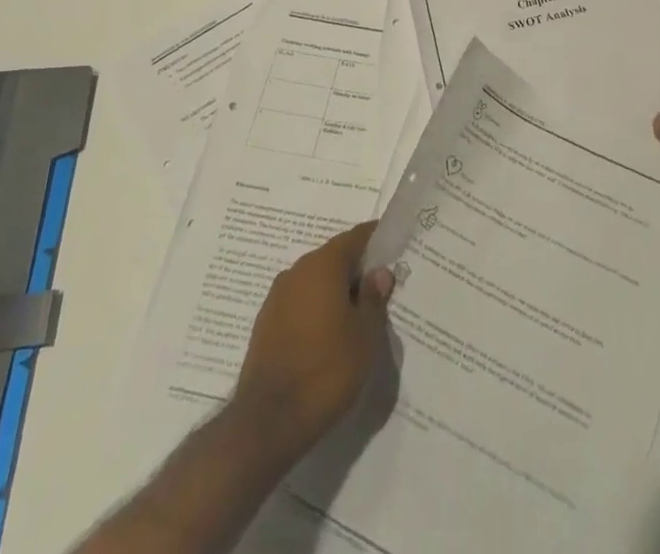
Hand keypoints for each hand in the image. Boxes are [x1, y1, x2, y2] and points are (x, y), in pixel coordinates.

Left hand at [232, 222, 395, 461]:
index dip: (376, 240)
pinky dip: (316, 308)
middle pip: (334, 257)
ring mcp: (277, 296)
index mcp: (323, 265)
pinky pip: (299, 302)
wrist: (268, 421)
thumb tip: (379, 272)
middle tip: (380, 288)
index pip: (355, 237)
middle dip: (356, 269)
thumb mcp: (365, 336)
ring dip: (335, 290)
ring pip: (315, 281)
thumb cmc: (326, 370)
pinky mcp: (266, 322)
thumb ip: (374, 298)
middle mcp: (297, 271)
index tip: (393, 249)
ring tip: (356, 316)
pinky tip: (328, 335)